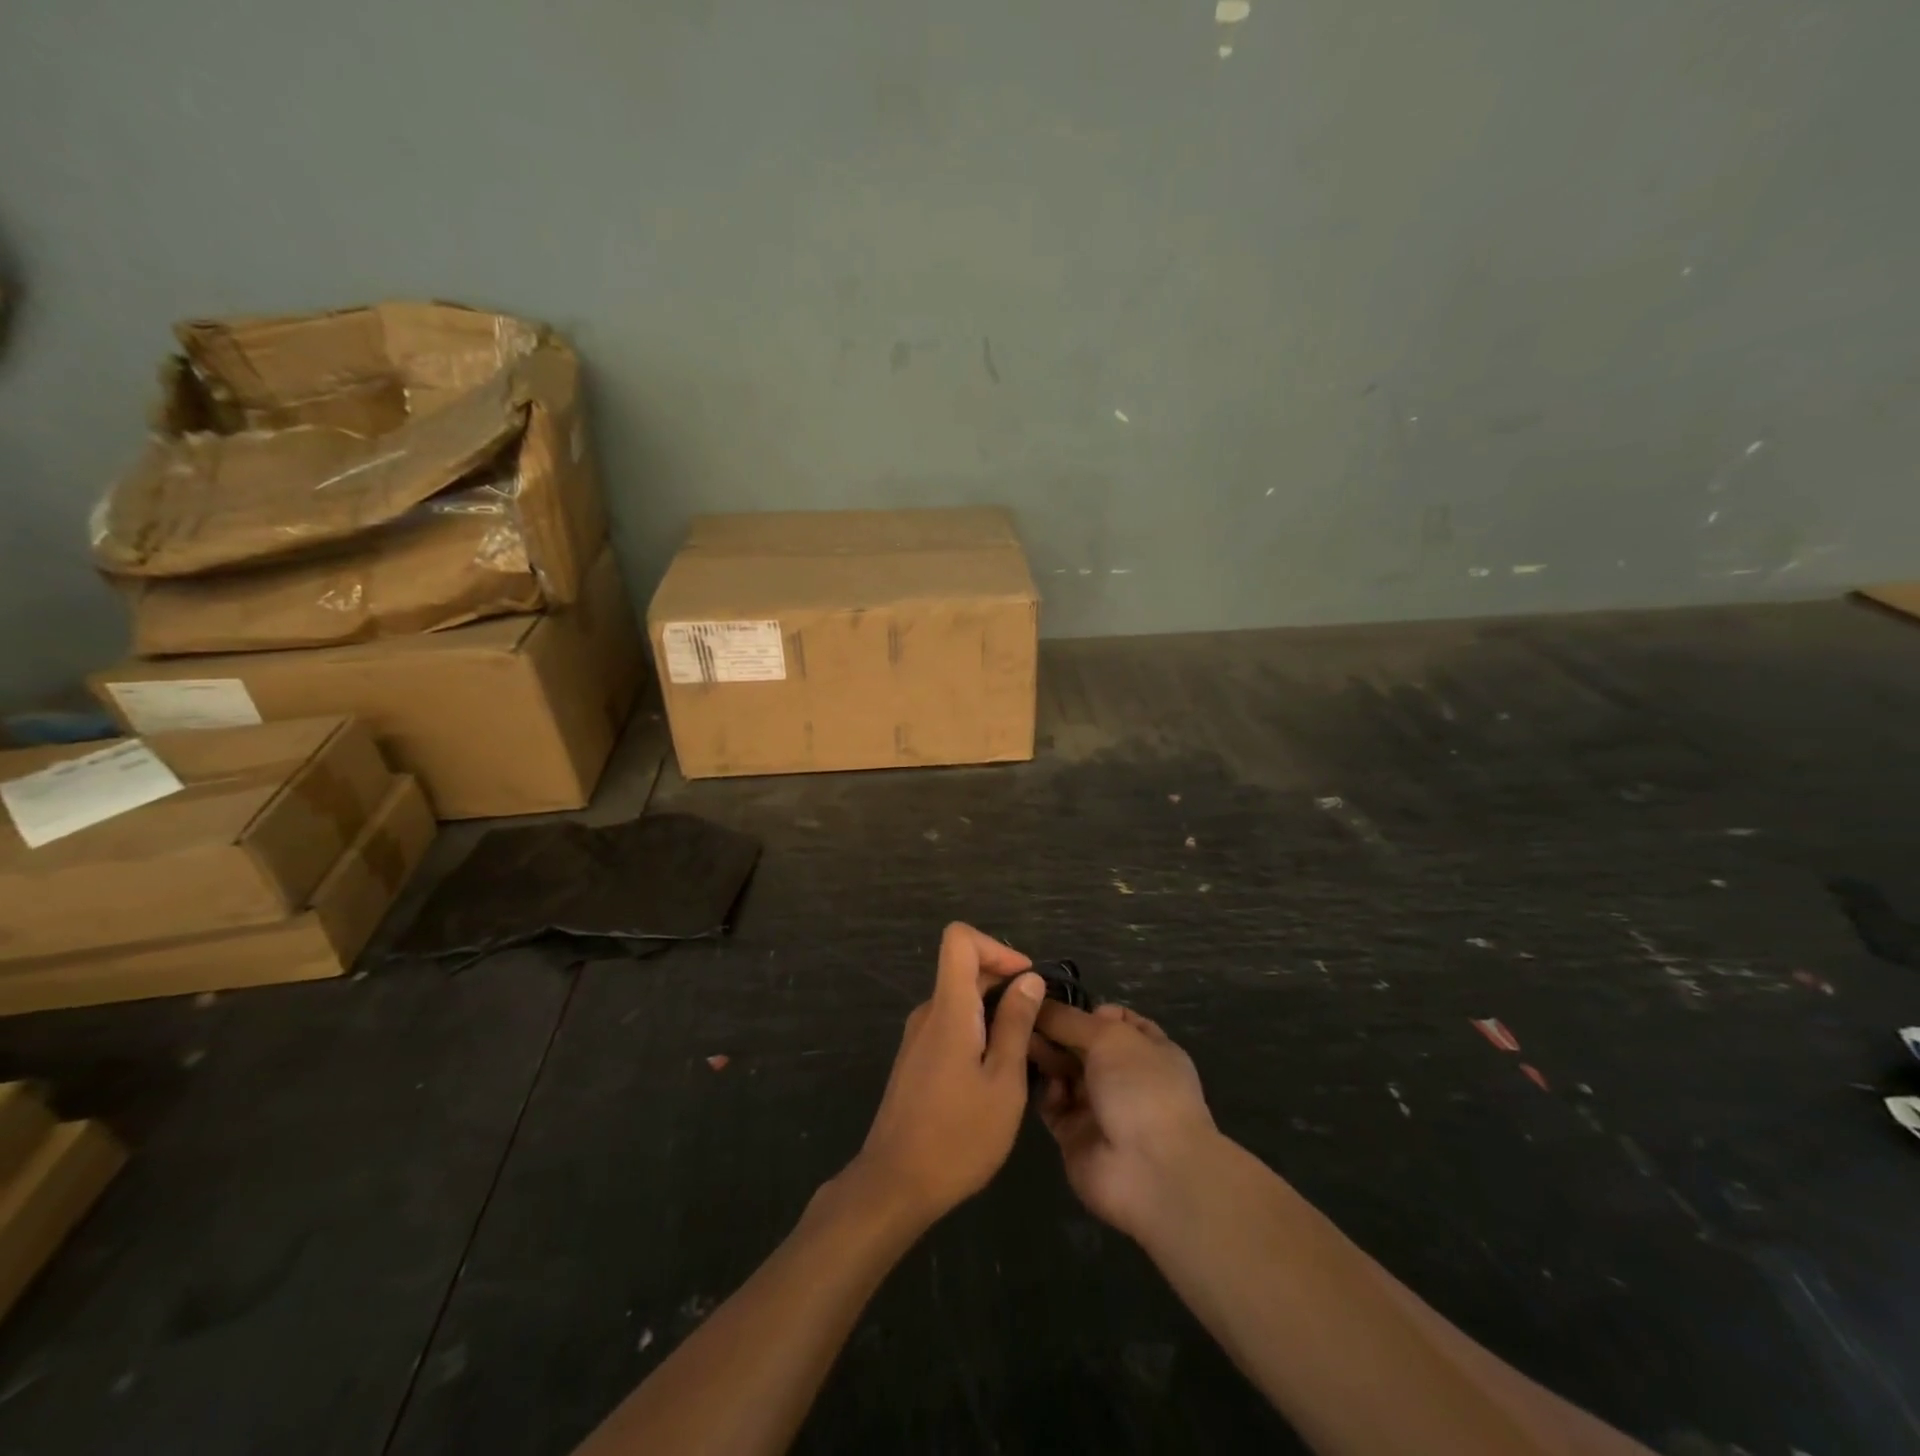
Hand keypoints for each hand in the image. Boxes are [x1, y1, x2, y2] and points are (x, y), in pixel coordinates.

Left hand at [847, 923, 1045, 1227]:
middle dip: (1005, 983)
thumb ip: (1016, 1025)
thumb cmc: (958, 1136)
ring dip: (994, 1012)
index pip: (959, 939)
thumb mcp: (1003, 1082)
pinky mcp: (915, 1060)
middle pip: (964, 969)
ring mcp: (918, 1037)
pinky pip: (950, 1026)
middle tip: (1038, 1024)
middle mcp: (928, 1013)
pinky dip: (977, 1032)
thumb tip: (1029, 978)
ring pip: (960, 1000)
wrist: (894, 1185)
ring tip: (1024, 1055)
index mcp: (949, 1009)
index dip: (996, 948)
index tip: (1026, 980)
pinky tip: (995, 1075)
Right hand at [1030, 1002, 1220, 1239]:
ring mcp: (1100, 1107)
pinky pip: (1053, 1104)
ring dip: (1045, 1056)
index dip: (1084, 1009)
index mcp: (1147, 1048)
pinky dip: (1044, 1090)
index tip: (1050, 999)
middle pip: (1081, 1044)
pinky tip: (1035, 1077)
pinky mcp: (1076, 1135)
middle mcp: (1124, 1076)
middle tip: (1022, 1018)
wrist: (1152, 1171)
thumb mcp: (1109, 1036)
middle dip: (1055, 1030)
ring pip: (1064, 1072)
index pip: (1113, 1019)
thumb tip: (1038, 1002)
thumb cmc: (1141, 1088)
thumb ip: (1069, 1019)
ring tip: (1019, 1041)